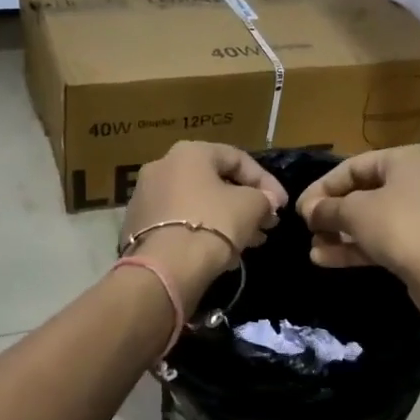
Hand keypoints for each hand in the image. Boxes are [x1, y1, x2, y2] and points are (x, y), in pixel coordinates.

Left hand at [122, 142, 287, 302]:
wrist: (166, 267)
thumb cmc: (213, 224)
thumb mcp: (251, 206)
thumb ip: (263, 199)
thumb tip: (266, 203)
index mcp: (189, 152)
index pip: (237, 158)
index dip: (266, 182)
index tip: (282, 206)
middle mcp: (161, 167)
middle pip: (214, 183)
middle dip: (245, 204)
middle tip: (267, 225)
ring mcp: (145, 197)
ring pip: (197, 204)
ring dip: (227, 220)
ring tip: (251, 242)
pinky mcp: (137, 227)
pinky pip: (179, 223)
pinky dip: (202, 232)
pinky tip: (223, 254)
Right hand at [295, 145, 419, 336]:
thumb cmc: (400, 227)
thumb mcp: (355, 213)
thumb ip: (327, 209)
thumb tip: (309, 210)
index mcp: (407, 159)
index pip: (354, 166)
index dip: (322, 187)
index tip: (300, 209)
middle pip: (365, 193)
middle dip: (332, 214)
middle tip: (308, 230)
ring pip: (375, 220)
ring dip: (341, 234)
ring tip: (314, 250)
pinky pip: (388, 239)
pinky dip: (359, 247)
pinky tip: (327, 261)